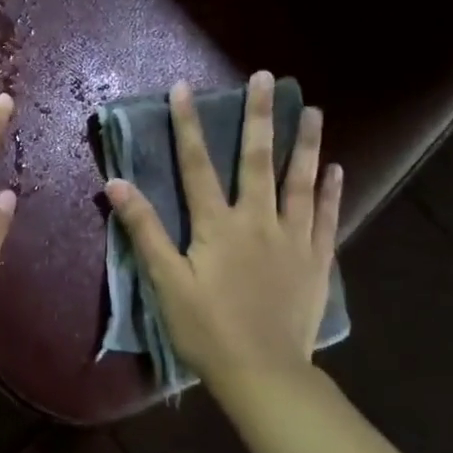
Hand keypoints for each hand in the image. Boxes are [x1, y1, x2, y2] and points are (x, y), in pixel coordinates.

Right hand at [105, 72, 342, 390]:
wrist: (263, 374)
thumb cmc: (206, 328)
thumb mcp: (165, 280)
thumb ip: (143, 228)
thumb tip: (116, 183)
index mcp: (218, 225)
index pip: (198, 165)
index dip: (188, 125)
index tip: (184, 89)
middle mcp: (258, 221)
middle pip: (258, 160)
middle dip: (260, 117)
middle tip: (268, 78)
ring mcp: (293, 239)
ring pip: (301, 181)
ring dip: (306, 143)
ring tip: (312, 110)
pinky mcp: (317, 261)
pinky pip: (326, 218)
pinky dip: (331, 192)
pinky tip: (336, 169)